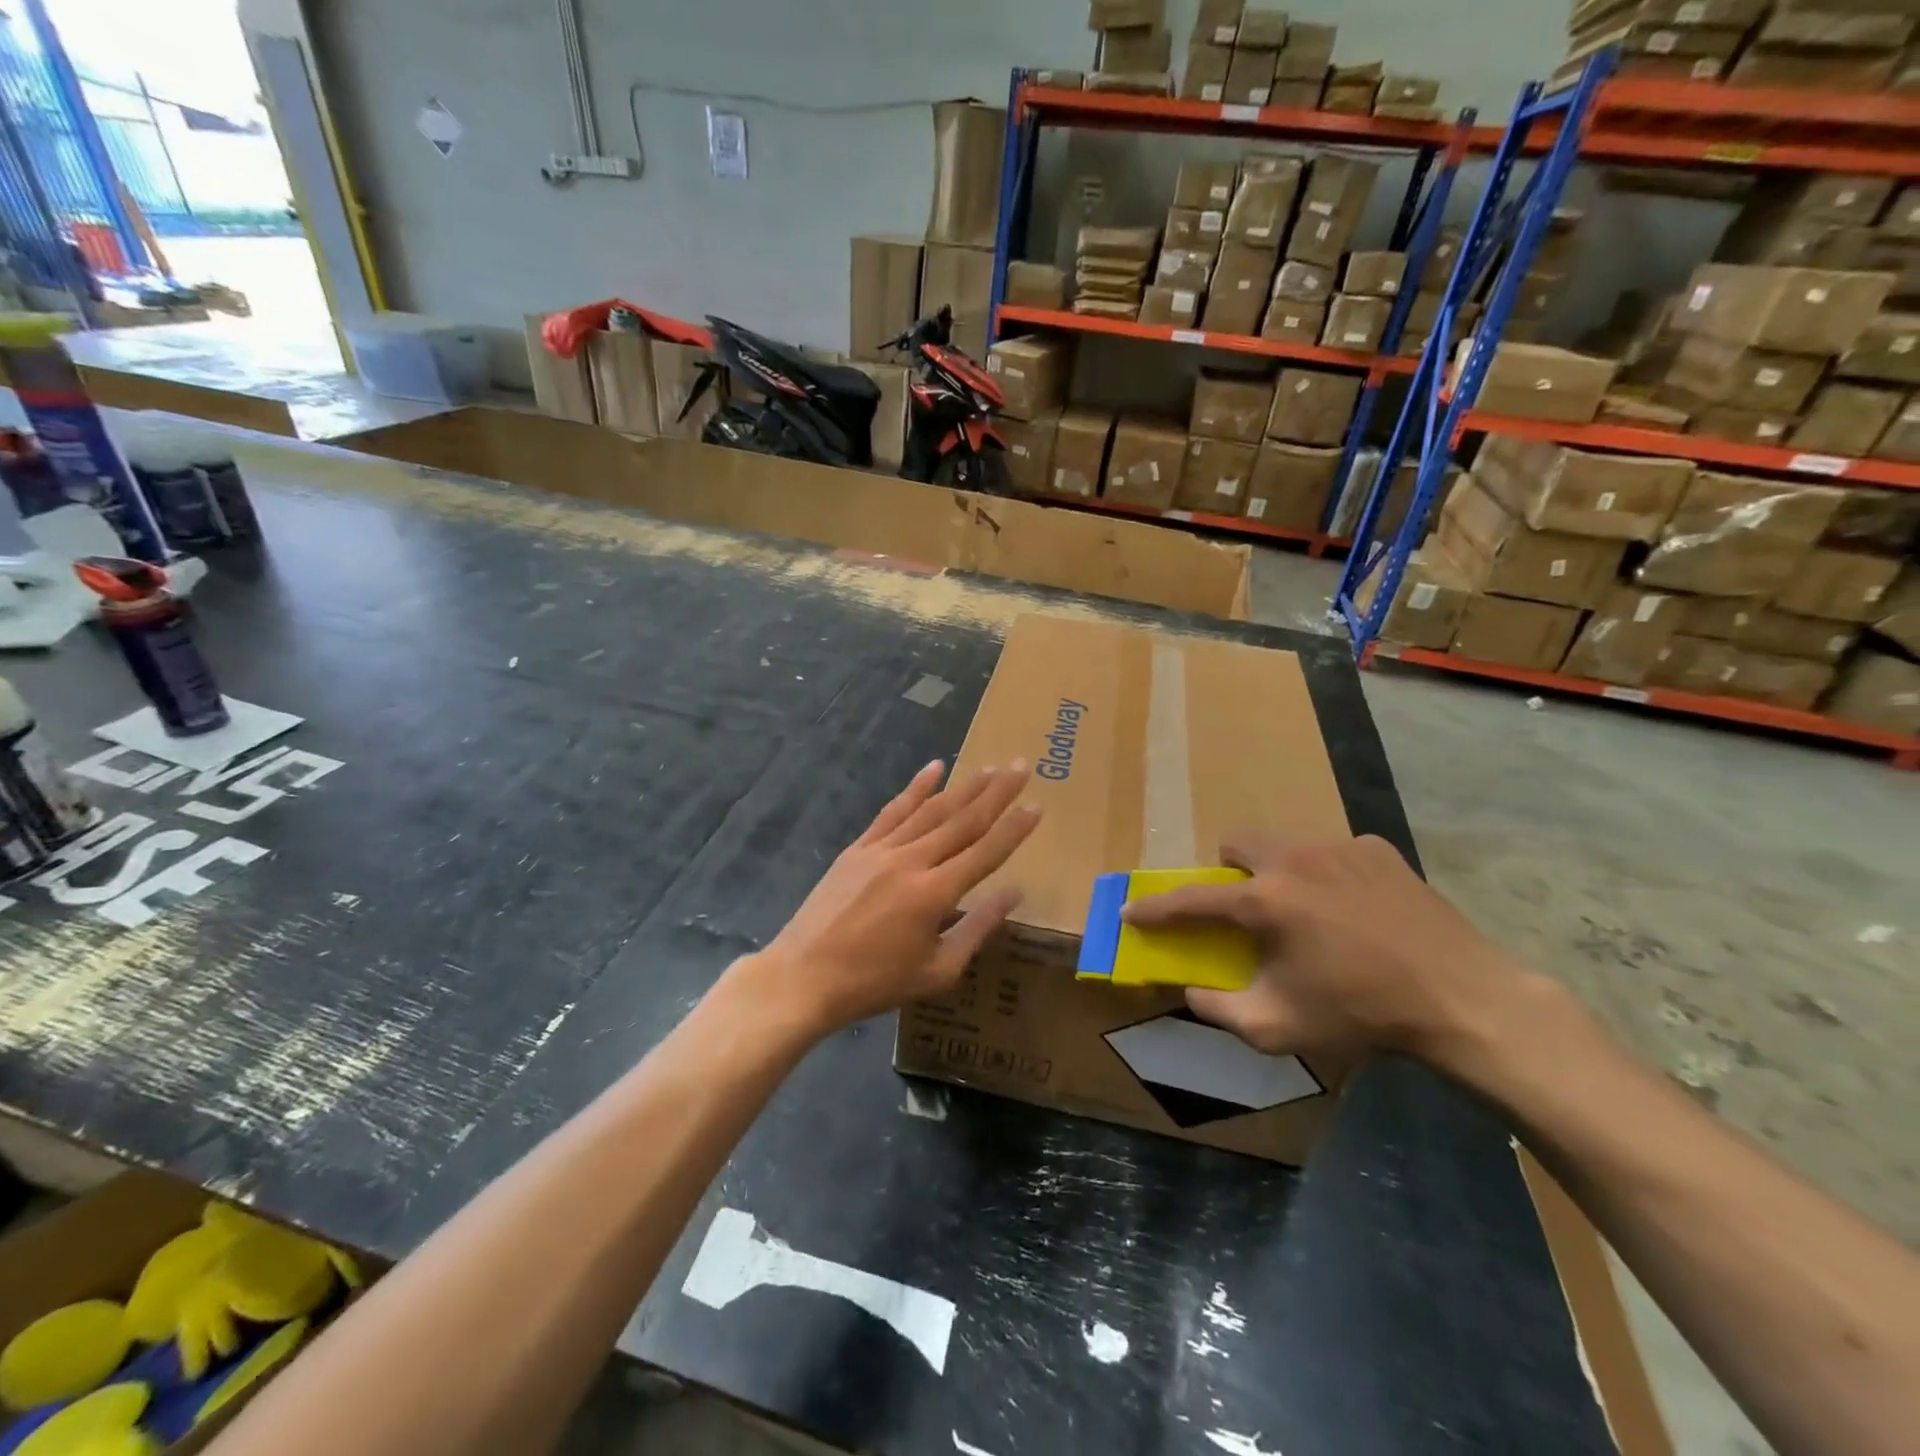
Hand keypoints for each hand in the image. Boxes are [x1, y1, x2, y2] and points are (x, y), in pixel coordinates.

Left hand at [742, 760, 1040, 1036]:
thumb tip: (1014, 892)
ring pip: (931, 810)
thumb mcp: (937, 971)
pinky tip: (934, 768)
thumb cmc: (875, 982)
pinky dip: (915, 788)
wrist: (804, 976)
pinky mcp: (859, 848)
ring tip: (990, 767)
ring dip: (964, 786)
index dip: (1014, 828)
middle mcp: (912, 861)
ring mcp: (882, 849)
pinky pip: (892, 811)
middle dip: (996, 793)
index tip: (1037, 805)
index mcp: (935, 893)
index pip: (985, 852)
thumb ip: (977, 927)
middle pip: (962, 820)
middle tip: (1022, 767)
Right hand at [1121, 833, 1533, 1065]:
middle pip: (1236, 842)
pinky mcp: (1378, 850)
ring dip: (1277, 870)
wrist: (1462, 999)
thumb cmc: (1361, 1015)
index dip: (1155, 909)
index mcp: (1265, 902)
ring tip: (1308, 911)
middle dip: (1228, 871)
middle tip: (1247, 908)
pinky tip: (1356, 910)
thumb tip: (1190, 991)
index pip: (1191, 900)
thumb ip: (1219, 1009)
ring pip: (1284, 843)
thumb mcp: (1278, 1028)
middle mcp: (1294, 860)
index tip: (1132, 911)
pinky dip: (1328, 875)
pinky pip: (1333, 851)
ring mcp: (1339, 848)